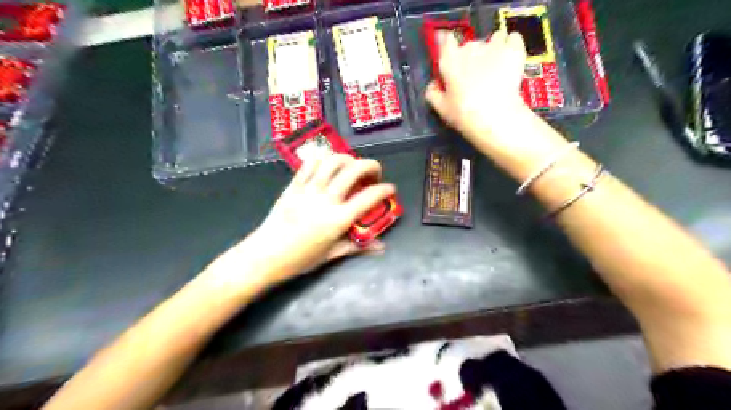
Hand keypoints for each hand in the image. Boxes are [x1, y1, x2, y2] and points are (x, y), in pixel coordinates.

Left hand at [243, 154, 393, 285]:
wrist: (264, 256)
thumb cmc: (300, 260)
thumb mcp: (332, 255)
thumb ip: (358, 247)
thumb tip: (381, 247)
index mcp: (338, 219)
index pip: (369, 198)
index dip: (384, 190)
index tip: (390, 188)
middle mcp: (326, 199)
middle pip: (353, 171)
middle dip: (370, 166)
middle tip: (374, 173)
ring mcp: (308, 190)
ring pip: (332, 162)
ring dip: (347, 159)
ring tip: (352, 166)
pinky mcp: (293, 186)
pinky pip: (309, 164)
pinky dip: (322, 159)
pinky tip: (327, 165)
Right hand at [427, 31, 538, 153]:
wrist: (495, 116)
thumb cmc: (464, 114)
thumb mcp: (441, 108)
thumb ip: (433, 93)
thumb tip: (433, 84)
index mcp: (450, 60)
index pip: (446, 41)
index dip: (449, 46)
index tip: (452, 55)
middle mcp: (470, 47)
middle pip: (470, 44)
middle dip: (473, 56)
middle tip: (476, 75)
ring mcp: (493, 45)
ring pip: (494, 39)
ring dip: (494, 49)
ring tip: (497, 67)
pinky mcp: (514, 49)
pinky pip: (513, 38)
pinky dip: (512, 45)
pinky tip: (511, 58)